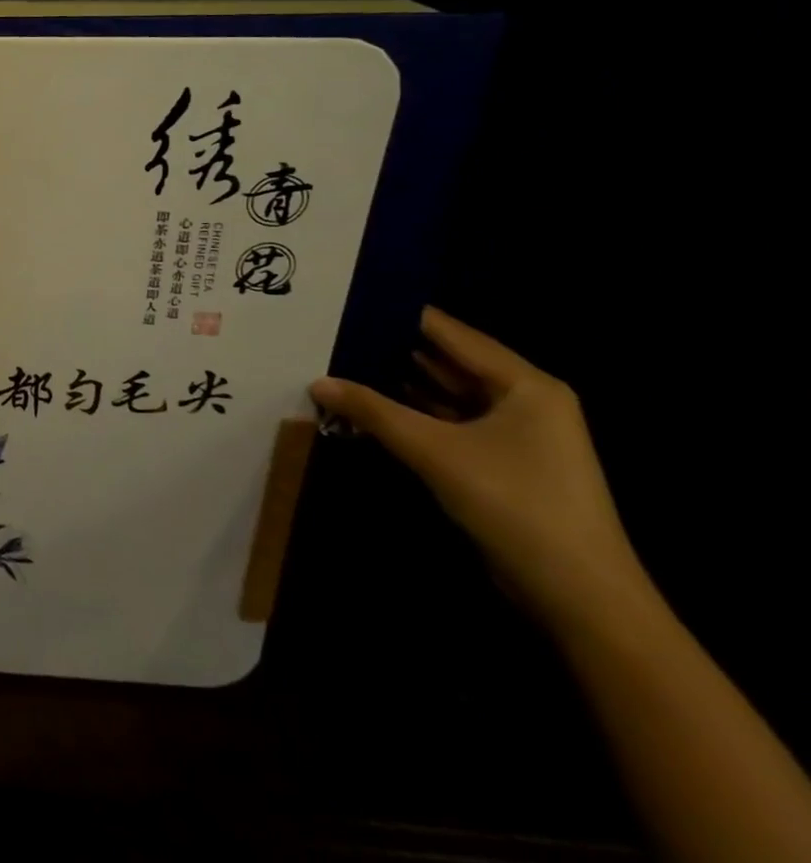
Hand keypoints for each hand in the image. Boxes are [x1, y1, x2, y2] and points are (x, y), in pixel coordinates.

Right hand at [311, 308, 647, 634]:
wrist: (581, 599)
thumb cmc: (515, 505)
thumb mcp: (434, 451)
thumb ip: (373, 410)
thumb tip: (317, 381)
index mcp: (524, 384)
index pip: (450, 333)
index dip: (400, 314)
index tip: (348, 299)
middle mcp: (524, 400)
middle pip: (447, 361)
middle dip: (392, 349)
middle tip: (332, 330)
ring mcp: (515, 435)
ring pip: (445, 394)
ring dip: (397, 384)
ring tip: (339, 361)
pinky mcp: (501, 464)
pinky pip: (448, 423)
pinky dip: (411, 415)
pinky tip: (367, 407)